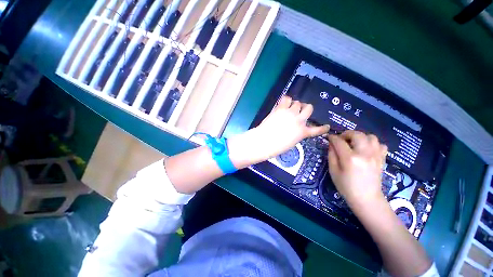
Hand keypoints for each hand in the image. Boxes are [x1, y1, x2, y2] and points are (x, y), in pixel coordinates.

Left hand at [254, 96, 329, 159]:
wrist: (264, 141)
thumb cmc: (276, 147)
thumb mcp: (291, 143)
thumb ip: (297, 134)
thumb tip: (295, 128)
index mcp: (303, 132)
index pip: (317, 130)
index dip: (323, 128)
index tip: (327, 126)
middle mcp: (299, 121)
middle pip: (309, 108)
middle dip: (305, 109)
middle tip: (300, 111)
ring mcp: (290, 113)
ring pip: (298, 102)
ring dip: (295, 105)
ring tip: (289, 108)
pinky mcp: (281, 109)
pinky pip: (287, 98)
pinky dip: (286, 100)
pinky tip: (283, 104)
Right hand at [327, 130, 387, 206]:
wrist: (367, 199)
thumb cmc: (346, 186)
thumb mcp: (333, 171)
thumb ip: (331, 155)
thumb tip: (331, 144)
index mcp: (350, 158)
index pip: (339, 141)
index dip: (332, 137)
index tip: (329, 137)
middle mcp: (365, 154)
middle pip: (356, 134)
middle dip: (346, 134)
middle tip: (341, 139)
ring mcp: (376, 156)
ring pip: (370, 136)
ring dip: (360, 137)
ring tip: (354, 143)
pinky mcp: (382, 159)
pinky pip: (380, 144)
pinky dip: (372, 143)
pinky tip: (366, 149)